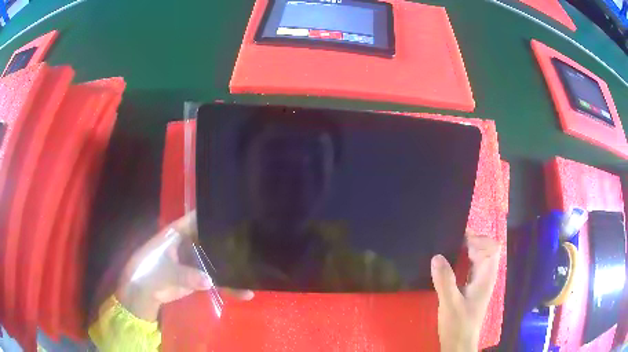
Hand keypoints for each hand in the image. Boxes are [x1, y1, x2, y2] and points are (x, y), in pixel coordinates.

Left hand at [116, 212, 252, 320]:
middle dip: (231, 241)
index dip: (215, 214)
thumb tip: (209, 280)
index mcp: (178, 233)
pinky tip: (246, 291)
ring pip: (217, 259)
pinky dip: (229, 285)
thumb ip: (185, 275)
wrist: (143, 293)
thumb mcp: (165, 271)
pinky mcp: (198, 276)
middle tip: (256, 242)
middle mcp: (190, 243)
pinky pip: (216, 278)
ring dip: (233, 265)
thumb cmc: (148, 271)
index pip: (199, 218)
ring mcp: (195, 260)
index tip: (238, 213)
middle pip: (212, 238)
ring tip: (256, 269)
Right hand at [430, 234, 500, 351]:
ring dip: (466, 251)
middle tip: (449, 242)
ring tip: (447, 248)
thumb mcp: (450, 303)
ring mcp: (479, 283)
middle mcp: (486, 276)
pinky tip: (448, 264)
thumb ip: (444, 280)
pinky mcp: (472, 289)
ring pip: (478, 258)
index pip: (493, 248)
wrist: (459, 343)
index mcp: (486, 277)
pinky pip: (471, 267)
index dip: (480, 240)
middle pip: (486, 250)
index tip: (459, 240)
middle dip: (471, 242)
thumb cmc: (458, 324)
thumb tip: (436, 256)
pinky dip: (462, 260)